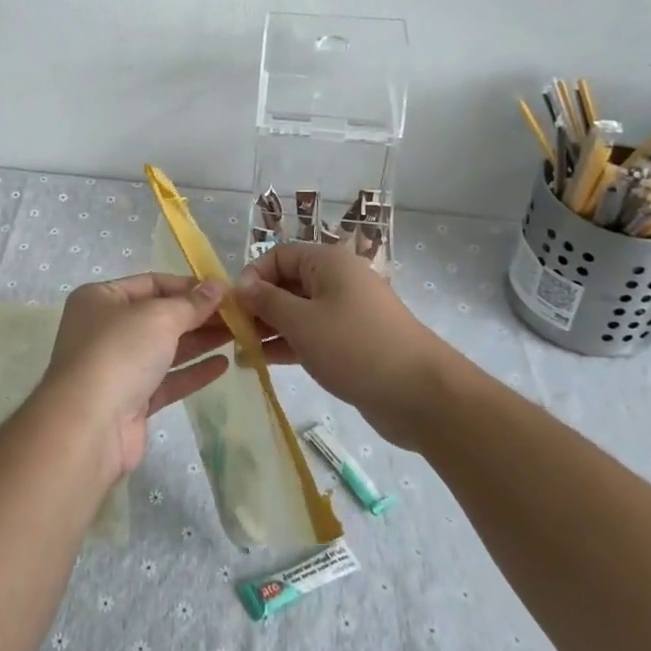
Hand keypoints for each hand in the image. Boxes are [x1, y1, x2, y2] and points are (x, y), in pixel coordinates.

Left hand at [38, 274, 231, 480]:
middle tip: (238, 315)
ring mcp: (117, 367)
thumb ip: (191, 303)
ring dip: (199, 341)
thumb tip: (217, 285)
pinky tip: (222, 365)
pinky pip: (166, 380)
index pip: (151, 283)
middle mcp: (105, 329)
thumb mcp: (159, 317)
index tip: (224, 291)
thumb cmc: (119, 353)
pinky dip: (192, 371)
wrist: (89, 426)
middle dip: (197, 315)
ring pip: (165, 349)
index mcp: (101, 299)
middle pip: (159, 316)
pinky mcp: (130, 401)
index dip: (188, 286)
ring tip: (238, 335)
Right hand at [234, 241, 465, 449]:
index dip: (252, 276)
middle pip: (287, 283)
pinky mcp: (350, 343)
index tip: (232, 305)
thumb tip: (241, 286)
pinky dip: (287, 344)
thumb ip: (267, 302)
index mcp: (328, 263)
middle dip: (257, 305)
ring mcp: (345, 313)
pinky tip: (260, 362)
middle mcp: (337, 281)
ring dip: (268, 328)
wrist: (421, 395)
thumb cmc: (355, 347)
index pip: (278, 255)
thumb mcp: (302, 322)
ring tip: (238, 350)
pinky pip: (310, 335)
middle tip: (230, 332)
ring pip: (297, 312)